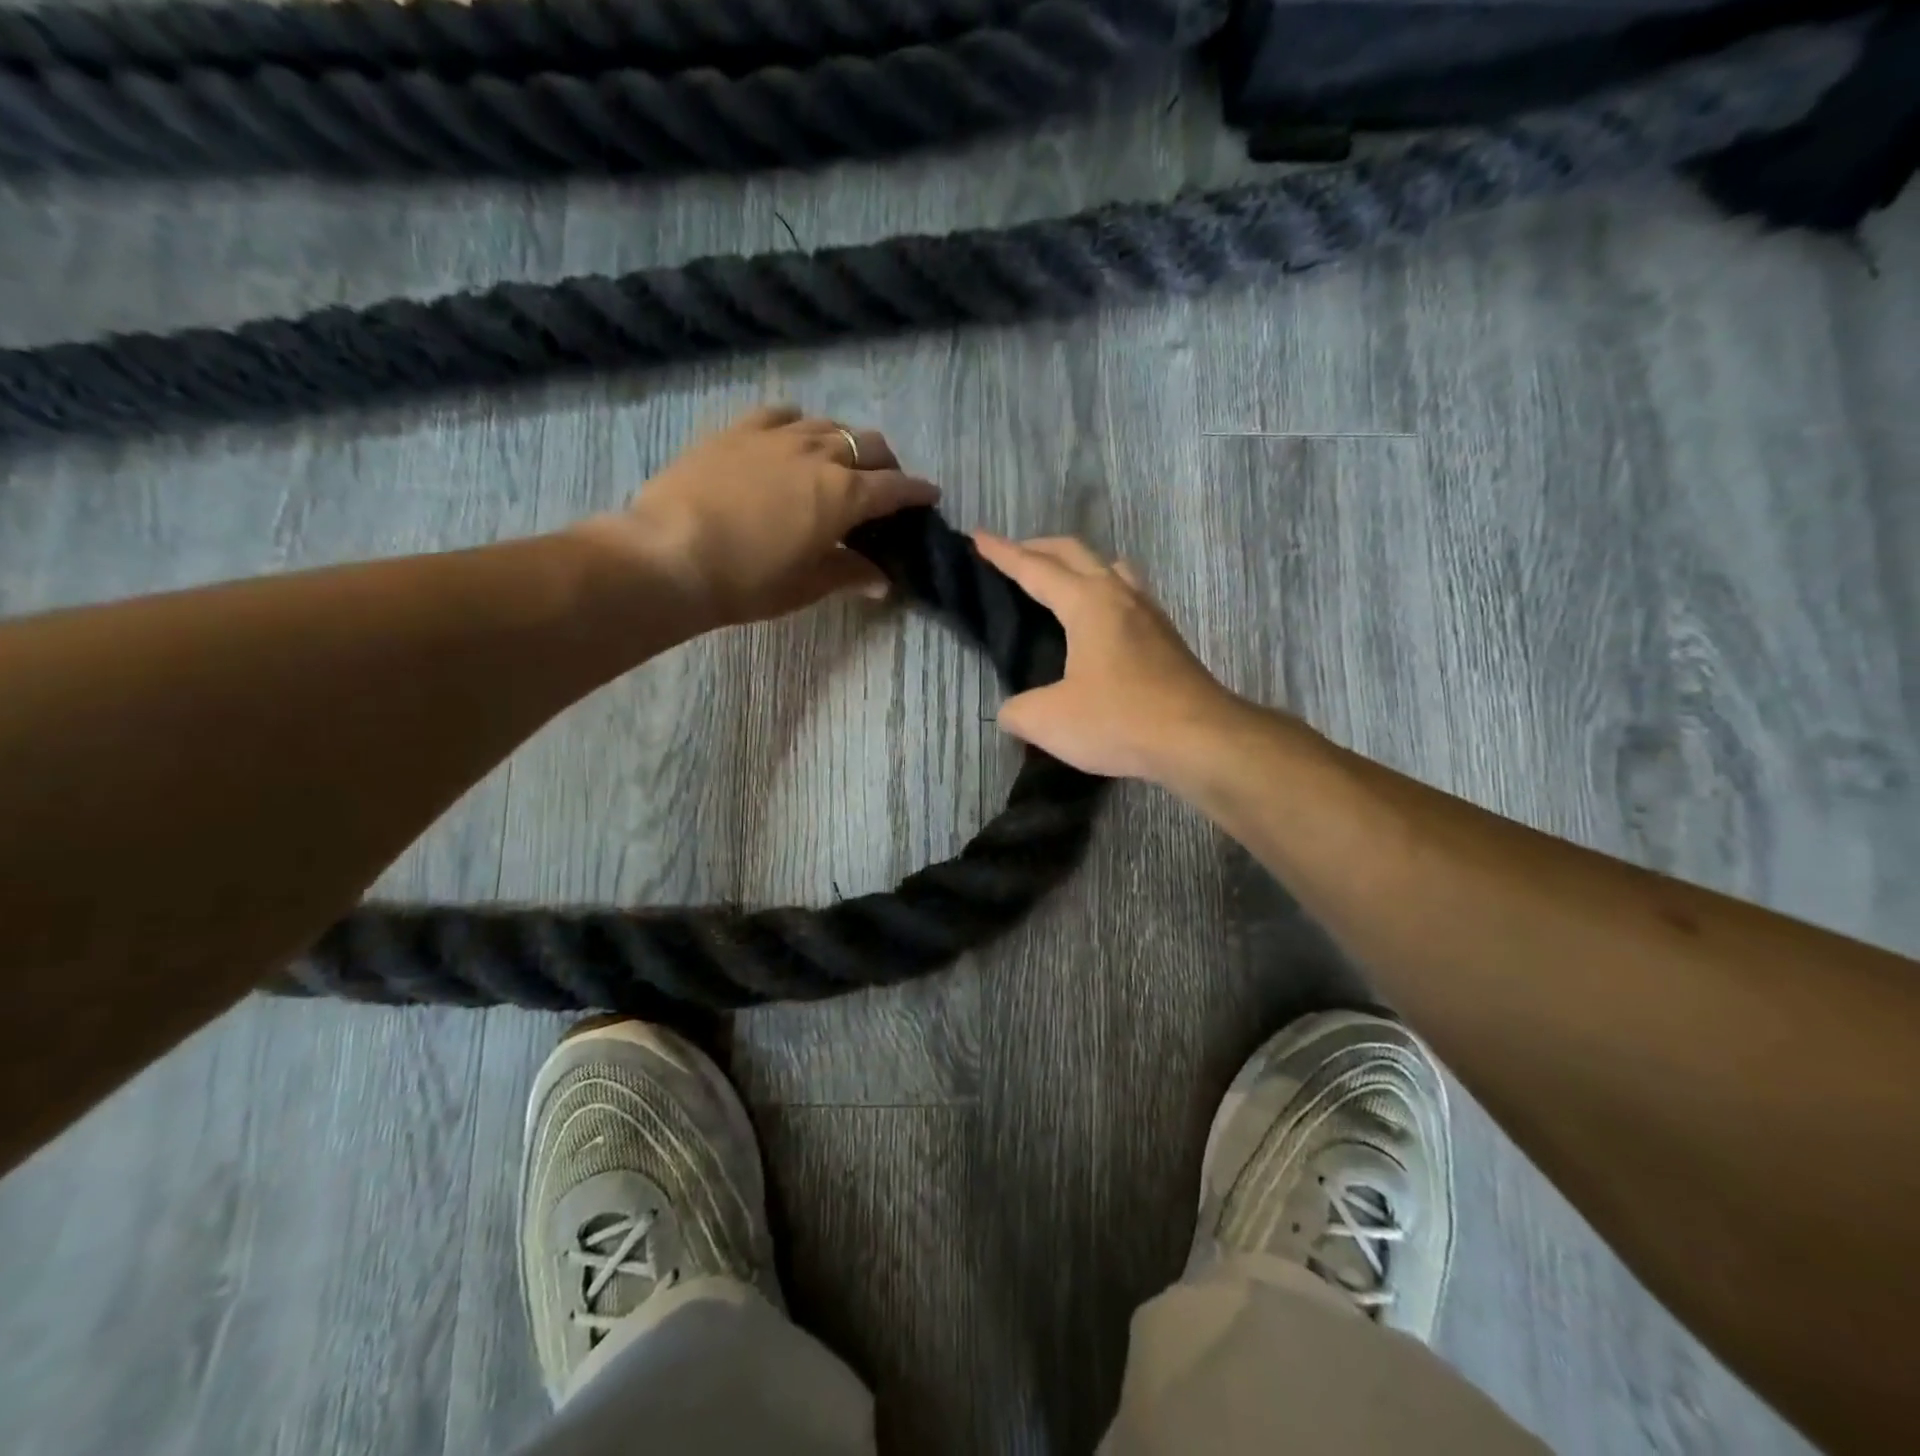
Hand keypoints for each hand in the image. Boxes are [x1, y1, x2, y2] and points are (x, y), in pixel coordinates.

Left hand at [576, 405, 938, 634]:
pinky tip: (793, 436)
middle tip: (884, 485)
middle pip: (869, 445)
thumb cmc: (747, 581)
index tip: (930, 495)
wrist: (670, 555)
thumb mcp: (806, 586)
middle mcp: (819, 454)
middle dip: (886, 463)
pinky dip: (799, 424)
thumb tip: (881, 578)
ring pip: (828, 425)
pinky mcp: (738, 430)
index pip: (895, 488)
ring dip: (846, 442)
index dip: (917, 492)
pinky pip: (781, 414)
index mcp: (843, 496)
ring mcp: (777, 436)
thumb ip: (849, 574)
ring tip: (841, 461)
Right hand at [972, 532, 1240, 780]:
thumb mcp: (1049, 721)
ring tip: (1061, 581)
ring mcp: (1149, 614)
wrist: (1200, 739)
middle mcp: (1120, 596)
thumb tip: (1011, 711)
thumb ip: (1018, 711)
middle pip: (1075, 553)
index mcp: (1087, 603)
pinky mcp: (1167, 638)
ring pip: (1110, 568)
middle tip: (1014, 554)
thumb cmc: (1120, 720)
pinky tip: (1102, 621)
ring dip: (1080, 565)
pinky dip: (1104, 591)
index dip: (1002, 553)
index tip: (977, 536)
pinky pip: (1129, 595)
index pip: (1035, 568)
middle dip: (1039, 548)